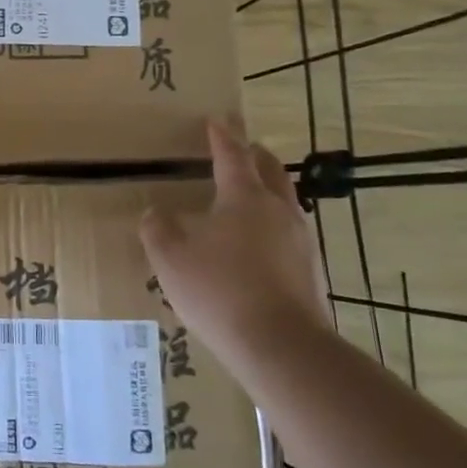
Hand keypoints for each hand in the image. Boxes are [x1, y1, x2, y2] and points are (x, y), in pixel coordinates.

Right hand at [139, 121, 329, 361]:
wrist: (282, 346)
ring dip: (267, 190)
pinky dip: (272, 225)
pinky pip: (290, 233)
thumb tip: (156, 213)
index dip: (221, 136)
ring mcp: (301, 241)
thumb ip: (158, 229)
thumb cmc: (219, 290)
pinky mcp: (311, 271)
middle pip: (271, 170)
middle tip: (240, 150)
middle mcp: (279, 210)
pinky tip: (258, 245)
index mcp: (244, 197)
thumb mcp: (170, 258)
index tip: (216, 120)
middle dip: (254, 155)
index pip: (232, 155)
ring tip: (248, 197)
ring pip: (285, 201)